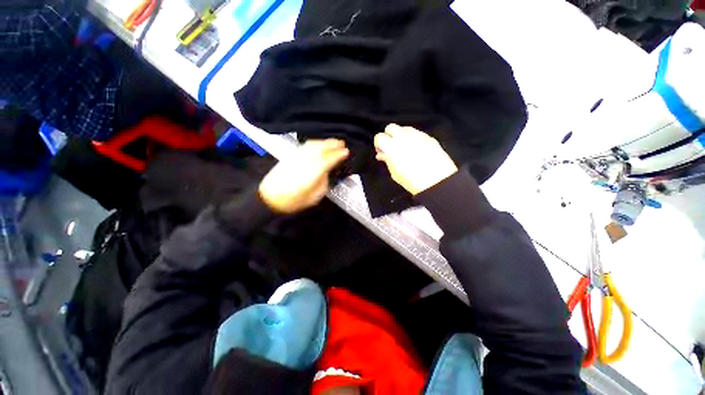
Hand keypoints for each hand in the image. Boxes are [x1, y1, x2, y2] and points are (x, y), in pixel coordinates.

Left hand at [259, 139, 348, 213]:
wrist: (269, 198)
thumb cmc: (294, 201)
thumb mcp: (314, 197)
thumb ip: (323, 183)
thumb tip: (326, 173)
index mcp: (312, 173)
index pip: (328, 159)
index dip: (338, 154)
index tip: (346, 152)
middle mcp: (304, 162)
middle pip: (320, 149)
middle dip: (332, 144)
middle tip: (342, 143)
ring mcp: (296, 158)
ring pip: (312, 146)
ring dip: (324, 142)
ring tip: (333, 142)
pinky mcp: (290, 157)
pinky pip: (304, 147)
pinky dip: (314, 144)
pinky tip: (318, 145)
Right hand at [374, 124, 457, 194]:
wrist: (436, 181)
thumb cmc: (413, 180)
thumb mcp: (395, 173)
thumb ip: (387, 160)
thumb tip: (382, 155)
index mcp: (392, 146)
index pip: (379, 137)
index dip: (378, 144)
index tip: (381, 151)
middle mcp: (403, 137)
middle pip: (391, 127)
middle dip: (389, 136)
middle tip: (391, 147)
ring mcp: (417, 135)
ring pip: (404, 128)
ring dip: (401, 135)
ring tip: (404, 148)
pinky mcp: (428, 137)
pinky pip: (417, 133)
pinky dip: (413, 138)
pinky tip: (415, 149)